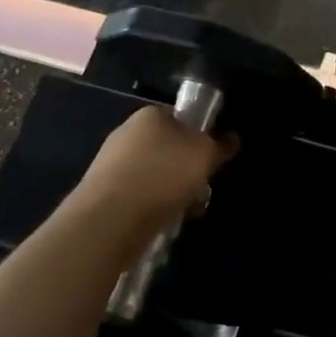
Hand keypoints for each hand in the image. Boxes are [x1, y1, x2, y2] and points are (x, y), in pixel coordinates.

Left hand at [77, 106, 234, 233]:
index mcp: (150, 115)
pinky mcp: (104, 193)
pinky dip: (154, 206)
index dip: (201, 138)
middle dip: (188, 170)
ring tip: (186, 211)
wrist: (111, 218)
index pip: (182, 119)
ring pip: (156, 175)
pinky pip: (140, 195)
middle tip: (203, 190)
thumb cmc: (163, 174)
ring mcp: (112, 163)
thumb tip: (231, 139)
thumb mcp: (204, 155)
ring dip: (174, 191)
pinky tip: (164, 221)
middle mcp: (128, 133)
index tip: (212, 161)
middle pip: (170, 149)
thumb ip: (219, 145)